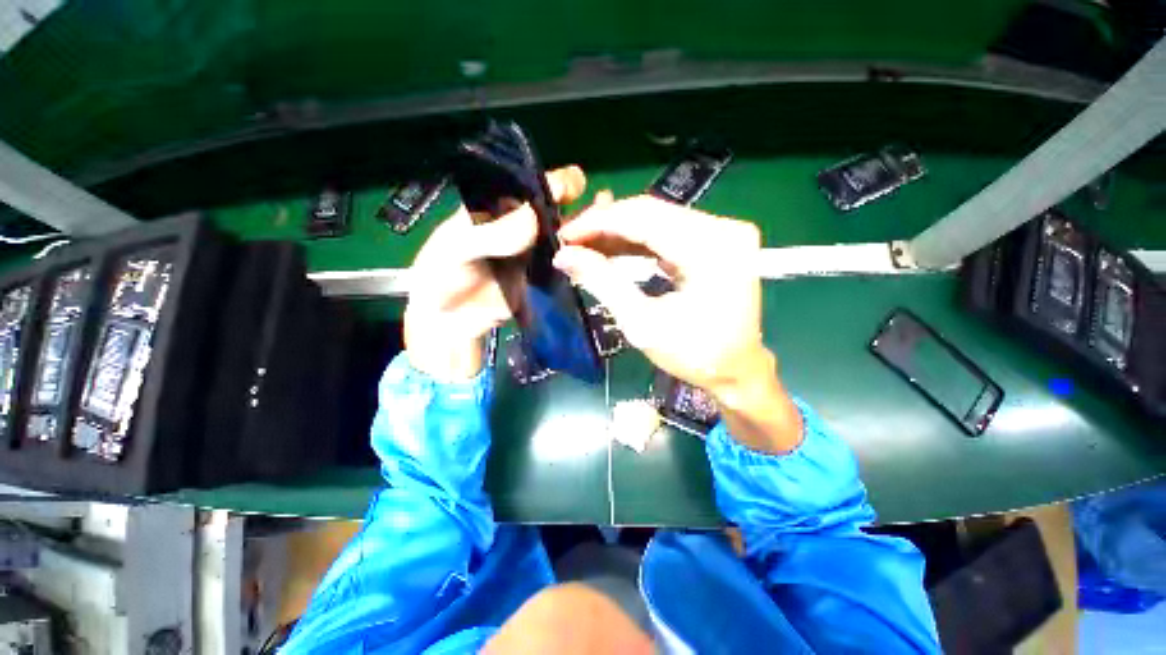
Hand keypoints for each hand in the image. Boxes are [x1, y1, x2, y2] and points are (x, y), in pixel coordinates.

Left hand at [404, 166, 586, 381]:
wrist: (451, 323)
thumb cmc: (443, 278)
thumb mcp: (456, 250)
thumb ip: (488, 235)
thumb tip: (531, 218)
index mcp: (497, 210)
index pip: (529, 188)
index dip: (552, 182)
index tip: (574, 185)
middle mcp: (520, 228)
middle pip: (556, 211)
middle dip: (581, 205)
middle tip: (606, 205)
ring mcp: (535, 255)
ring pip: (565, 238)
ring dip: (587, 233)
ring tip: (612, 229)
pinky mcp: (543, 279)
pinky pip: (566, 265)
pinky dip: (582, 261)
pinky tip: (600, 260)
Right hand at [554, 195, 802, 452]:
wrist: (736, 370)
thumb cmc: (693, 354)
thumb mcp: (642, 323)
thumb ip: (603, 282)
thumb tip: (564, 255)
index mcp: (712, 248)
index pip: (644, 217)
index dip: (598, 222)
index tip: (564, 234)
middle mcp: (723, 228)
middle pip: (651, 212)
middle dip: (605, 224)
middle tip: (570, 239)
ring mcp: (723, 231)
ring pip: (657, 218)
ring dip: (618, 231)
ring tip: (584, 244)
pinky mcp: (716, 240)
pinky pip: (667, 230)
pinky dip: (637, 240)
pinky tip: (611, 248)